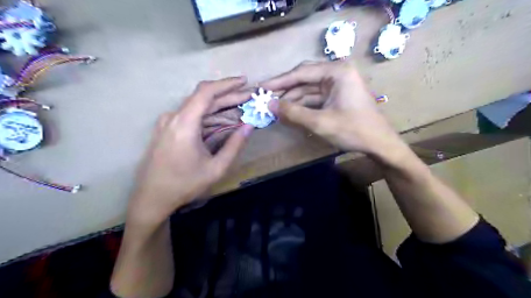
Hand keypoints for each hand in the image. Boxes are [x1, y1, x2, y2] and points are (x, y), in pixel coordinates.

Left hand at [129, 77, 252, 225]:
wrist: (152, 198)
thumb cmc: (185, 185)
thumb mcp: (216, 168)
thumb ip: (235, 145)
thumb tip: (249, 126)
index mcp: (184, 124)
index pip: (206, 92)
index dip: (227, 84)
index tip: (244, 82)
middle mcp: (173, 117)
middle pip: (203, 98)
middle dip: (228, 96)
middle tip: (248, 98)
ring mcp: (168, 122)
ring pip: (198, 107)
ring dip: (219, 108)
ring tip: (240, 110)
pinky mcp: (167, 129)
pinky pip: (191, 117)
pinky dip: (208, 117)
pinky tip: (222, 122)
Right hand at [261, 61, 402, 157]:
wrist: (379, 144)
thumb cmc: (353, 130)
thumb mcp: (320, 122)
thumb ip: (293, 112)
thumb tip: (270, 105)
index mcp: (337, 72)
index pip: (301, 72)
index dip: (279, 81)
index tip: (261, 87)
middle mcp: (337, 73)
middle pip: (304, 78)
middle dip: (285, 90)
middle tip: (265, 98)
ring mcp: (337, 84)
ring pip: (308, 89)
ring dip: (292, 99)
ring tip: (274, 108)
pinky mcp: (336, 95)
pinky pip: (314, 98)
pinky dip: (302, 105)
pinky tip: (289, 112)